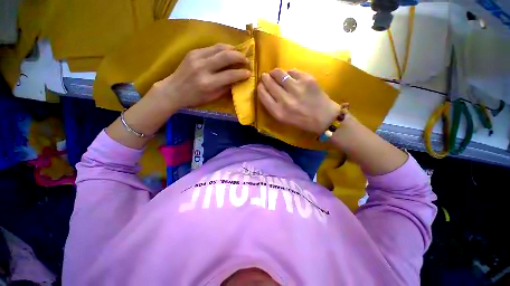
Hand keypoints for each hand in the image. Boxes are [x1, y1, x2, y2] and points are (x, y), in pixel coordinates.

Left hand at [154, 43, 250, 108]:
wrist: (174, 90)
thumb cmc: (195, 98)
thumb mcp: (212, 97)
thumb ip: (226, 88)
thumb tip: (237, 80)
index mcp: (208, 83)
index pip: (230, 75)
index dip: (242, 73)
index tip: (249, 73)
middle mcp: (203, 68)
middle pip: (226, 56)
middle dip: (240, 57)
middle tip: (247, 60)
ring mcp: (197, 57)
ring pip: (220, 48)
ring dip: (233, 49)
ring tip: (239, 54)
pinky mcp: (193, 52)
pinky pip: (212, 47)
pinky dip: (222, 49)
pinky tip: (227, 52)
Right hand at [257, 68, 339, 133]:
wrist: (323, 117)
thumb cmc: (301, 120)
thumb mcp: (283, 119)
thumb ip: (272, 106)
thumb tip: (265, 89)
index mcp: (278, 112)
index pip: (263, 95)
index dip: (260, 88)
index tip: (260, 85)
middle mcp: (285, 100)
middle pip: (269, 83)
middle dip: (265, 78)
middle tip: (265, 76)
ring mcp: (296, 88)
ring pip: (279, 73)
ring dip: (274, 72)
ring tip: (275, 73)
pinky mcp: (307, 80)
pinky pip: (292, 71)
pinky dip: (288, 73)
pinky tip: (290, 76)